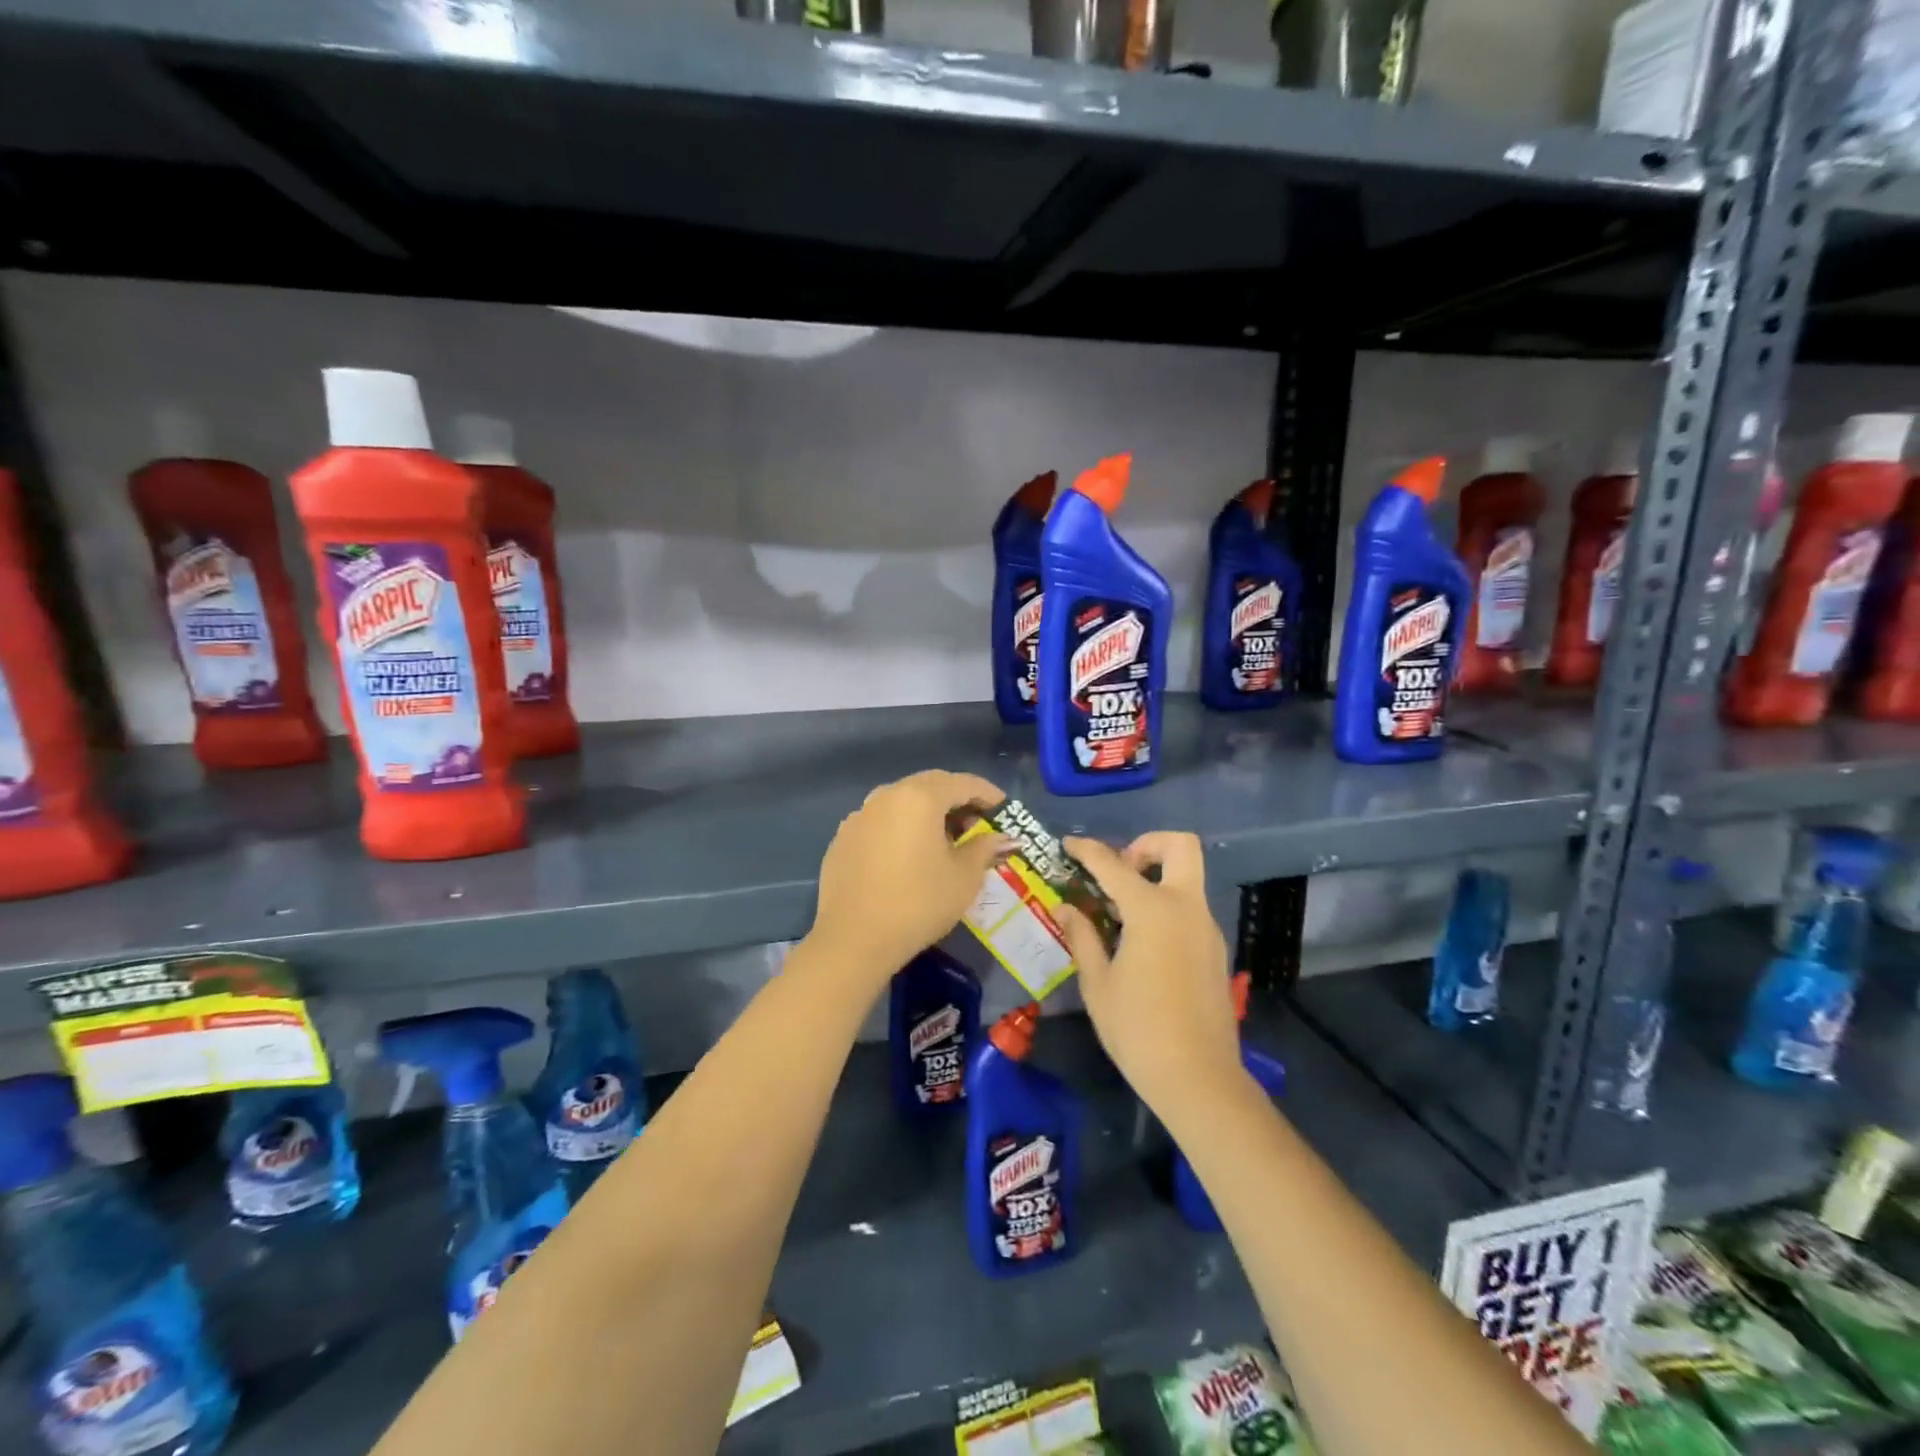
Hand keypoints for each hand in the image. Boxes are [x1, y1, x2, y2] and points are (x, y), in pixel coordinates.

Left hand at [809, 771, 1007, 988]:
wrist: (853, 940)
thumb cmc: (918, 904)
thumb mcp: (964, 878)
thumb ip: (984, 848)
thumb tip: (1000, 838)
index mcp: (920, 798)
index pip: (962, 782)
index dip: (988, 793)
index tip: (1005, 809)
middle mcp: (886, 796)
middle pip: (930, 785)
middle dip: (957, 799)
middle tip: (978, 823)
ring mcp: (860, 816)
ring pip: (902, 801)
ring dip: (928, 812)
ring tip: (945, 840)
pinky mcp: (843, 838)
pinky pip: (881, 821)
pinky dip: (902, 828)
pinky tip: (909, 855)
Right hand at [1058, 832, 1239, 1111]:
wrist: (1199, 1079)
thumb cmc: (1138, 1030)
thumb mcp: (1098, 983)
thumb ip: (1082, 936)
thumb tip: (1066, 908)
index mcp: (1152, 910)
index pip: (1113, 864)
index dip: (1087, 850)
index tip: (1068, 845)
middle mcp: (1186, 908)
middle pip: (1180, 845)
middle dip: (1147, 844)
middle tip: (1118, 871)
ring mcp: (1206, 928)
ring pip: (1187, 878)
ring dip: (1156, 878)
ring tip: (1119, 913)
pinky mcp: (1215, 950)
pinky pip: (1190, 908)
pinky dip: (1166, 906)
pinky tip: (1141, 942)